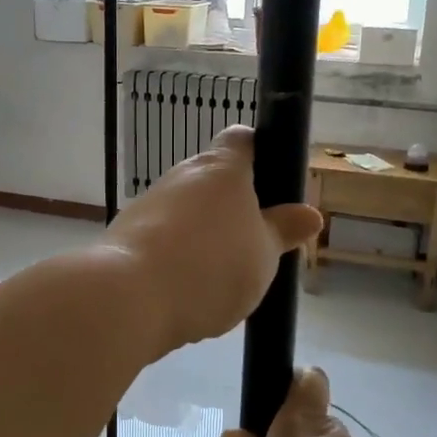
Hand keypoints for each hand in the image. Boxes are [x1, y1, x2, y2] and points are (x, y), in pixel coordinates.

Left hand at [101, 126, 320, 355]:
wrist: (128, 297)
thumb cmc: (211, 265)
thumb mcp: (264, 254)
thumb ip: (283, 231)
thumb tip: (309, 214)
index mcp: (221, 168)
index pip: (242, 139)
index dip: (261, 152)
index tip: (275, 184)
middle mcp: (182, 175)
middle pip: (214, 179)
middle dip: (235, 206)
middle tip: (257, 243)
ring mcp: (150, 203)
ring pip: (188, 210)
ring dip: (205, 232)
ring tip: (224, 275)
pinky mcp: (127, 234)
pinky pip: (164, 237)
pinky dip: (178, 254)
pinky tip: (189, 289)